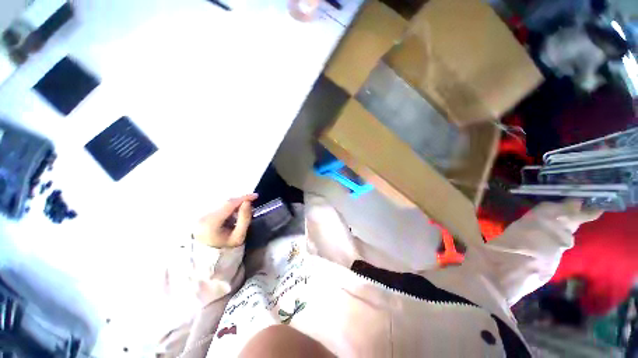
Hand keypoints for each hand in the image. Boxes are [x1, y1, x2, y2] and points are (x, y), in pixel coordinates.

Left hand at [193, 194, 257, 247]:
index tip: (256, 195)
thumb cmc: (225, 249)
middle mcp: (204, 216)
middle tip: (252, 202)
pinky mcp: (202, 216)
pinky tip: (234, 214)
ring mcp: (201, 216)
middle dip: (240, 201)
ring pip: (222, 204)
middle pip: (225, 203)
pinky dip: (229, 208)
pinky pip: (219, 207)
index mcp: (212, 222)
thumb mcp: (239, 236)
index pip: (229, 204)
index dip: (243, 198)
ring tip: (244, 210)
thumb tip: (248, 202)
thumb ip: (244, 219)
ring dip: (235, 204)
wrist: (207, 261)